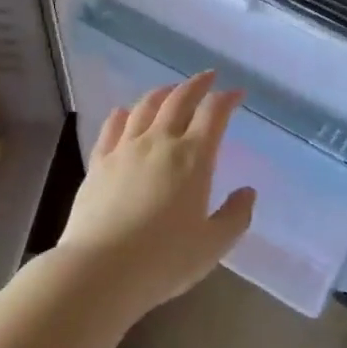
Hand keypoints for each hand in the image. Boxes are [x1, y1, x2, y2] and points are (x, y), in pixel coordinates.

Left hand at [56, 72, 254, 317]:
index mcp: (193, 158)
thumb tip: (247, 192)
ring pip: (145, 106)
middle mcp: (159, 142)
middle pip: (179, 100)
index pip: (213, 114)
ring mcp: (125, 149)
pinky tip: (124, 113)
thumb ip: (235, 216)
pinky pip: (112, 127)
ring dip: (162, 93)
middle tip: (208, 77)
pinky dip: (123, 114)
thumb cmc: (164, 260)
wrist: (101, 270)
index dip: (226, 99)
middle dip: (196, 84)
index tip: (236, 93)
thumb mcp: (213, 245)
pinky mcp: (99, 162)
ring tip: (170, 90)